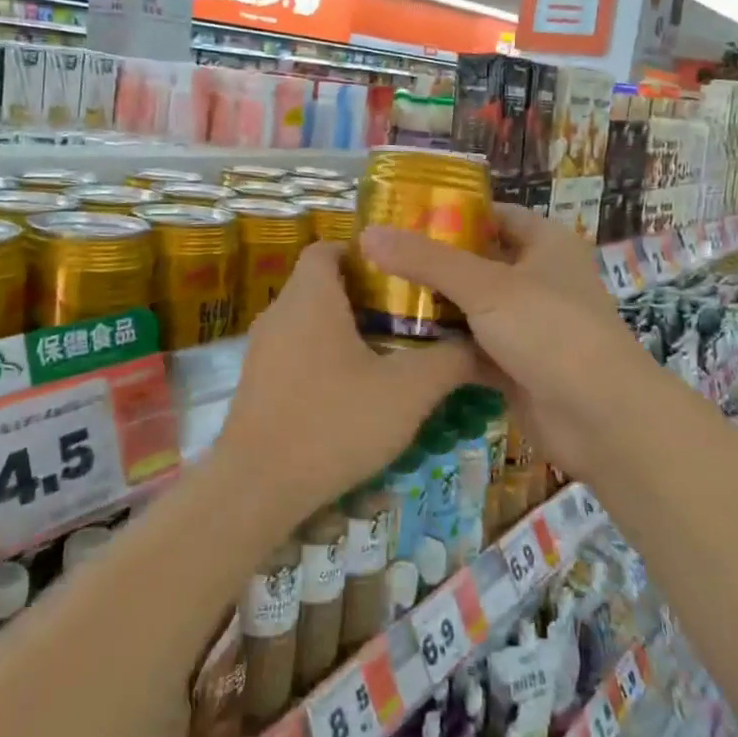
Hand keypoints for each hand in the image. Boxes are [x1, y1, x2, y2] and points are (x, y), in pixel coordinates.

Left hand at [214, 242, 473, 527]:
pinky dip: (325, 363)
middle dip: (366, 299)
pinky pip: (296, 357)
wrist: (257, 488)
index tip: (401, 276)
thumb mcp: (407, 392)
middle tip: (409, 319)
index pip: (328, 247)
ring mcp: (262, 351)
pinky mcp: (256, 385)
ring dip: (346, 334)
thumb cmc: (333, 423)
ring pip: (309, 324)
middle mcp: (279, 314)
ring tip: (389, 359)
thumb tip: (481, 344)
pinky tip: (354, 399)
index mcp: (310, 297)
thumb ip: (449, 361)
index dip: (364, 254)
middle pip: (322, 286)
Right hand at [357, 205, 654, 477]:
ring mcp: (529, 325)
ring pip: (473, 308)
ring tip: (377, 297)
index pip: (495, 215)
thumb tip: (367, 234)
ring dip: (435, 307)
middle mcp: (539, 279)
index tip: (403, 216)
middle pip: (478, 262)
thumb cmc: (550, 331)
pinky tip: (401, 342)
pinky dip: (445, 345)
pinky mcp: (517, 365)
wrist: (600, 418)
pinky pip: (473, 346)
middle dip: (433, 263)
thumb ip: (426, 260)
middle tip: (378, 259)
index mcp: (545, 244)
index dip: (453, 212)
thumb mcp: (485, 286)